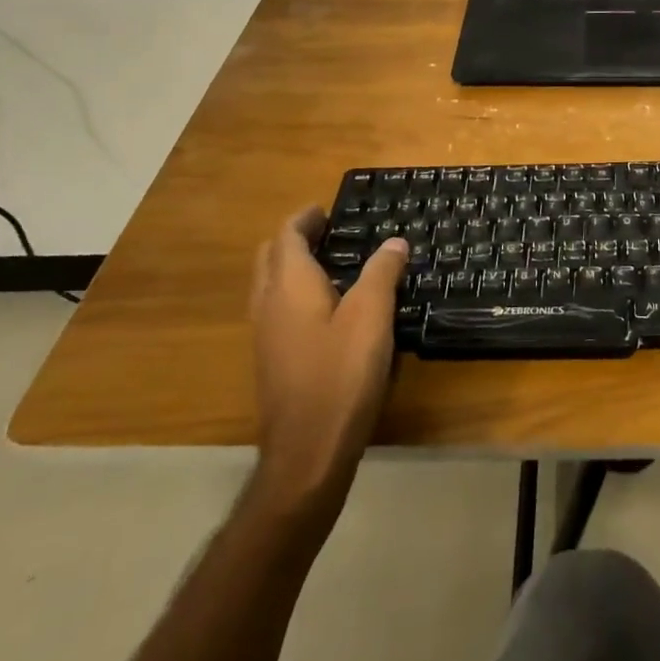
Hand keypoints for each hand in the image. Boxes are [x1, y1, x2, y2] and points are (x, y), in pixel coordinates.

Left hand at [247, 208, 407, 518]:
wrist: (308, 451)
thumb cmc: (341, 375)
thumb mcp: (372, 317)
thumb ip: (381, 273)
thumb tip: (393, 242)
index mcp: (288, 287)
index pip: (286, 236)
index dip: (306, 218)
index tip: (327, 209)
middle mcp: (268, 305)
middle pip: (271, 257)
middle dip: (295, 239)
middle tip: (330, 232)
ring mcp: (266, 336)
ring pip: (271, 285)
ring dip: (294, 266)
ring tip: (334, 264)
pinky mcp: (273, 361)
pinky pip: (279, 310)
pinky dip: (298, 293)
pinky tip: (331, 309)